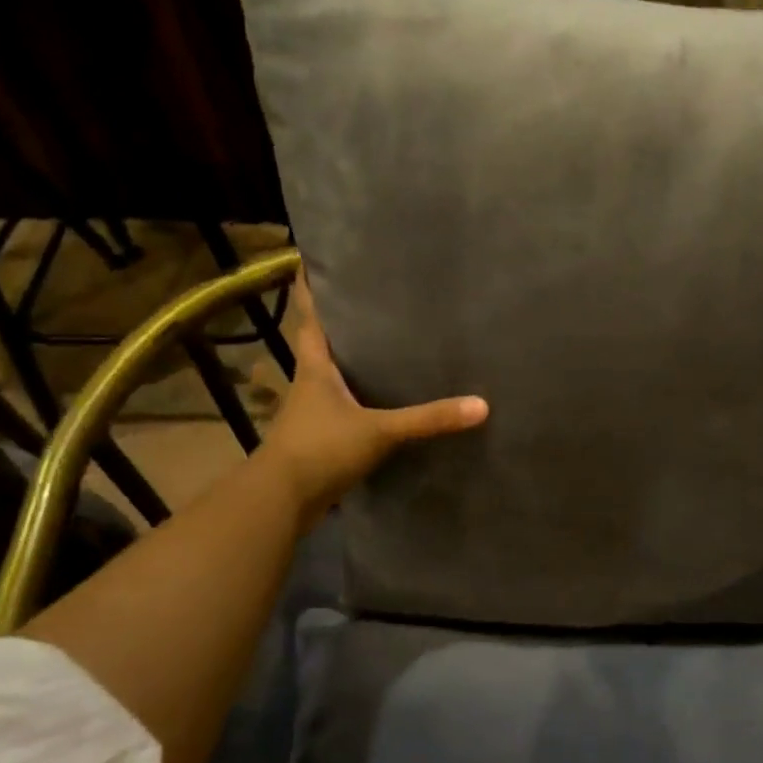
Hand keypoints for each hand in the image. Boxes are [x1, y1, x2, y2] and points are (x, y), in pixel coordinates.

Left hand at [256, 275, 487, 526]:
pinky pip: (342, 408)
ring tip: (384, 344)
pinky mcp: (320, 439)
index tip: (316, 261)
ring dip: (350, 362)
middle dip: (341, 322)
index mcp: (315, 367)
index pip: (310, 316)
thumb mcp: (380, 431)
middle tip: (371, 298)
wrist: (281, 501)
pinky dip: (358, 399)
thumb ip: (427, 419)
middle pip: (322, 343)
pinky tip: (382, 400)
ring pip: (332, 377)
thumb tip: (481, 406)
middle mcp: (309, 383)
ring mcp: (312, 413)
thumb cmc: (321, 449)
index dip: (312, 288)